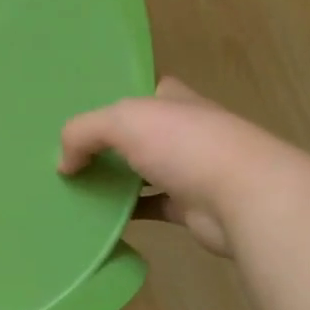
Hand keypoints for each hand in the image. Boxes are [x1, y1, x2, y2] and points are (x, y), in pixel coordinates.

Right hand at [59, 77, 309, 255]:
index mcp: (174, 100)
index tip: (84, 113)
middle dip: (108, 143)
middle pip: (139, 133)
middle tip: (68, 154)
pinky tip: (97, 218)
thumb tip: (64, 164)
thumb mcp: (123, 121)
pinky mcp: (190, 207)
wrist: (245, 198)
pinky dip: (126, 213)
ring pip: (142, 172)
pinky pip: (149, 207)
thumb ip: (83, 132)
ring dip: (115, 180)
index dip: (116, 98)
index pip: (143, 92)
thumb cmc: (185, 145)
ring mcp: (190, 170)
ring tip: (74, 186)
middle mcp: (185, 131)